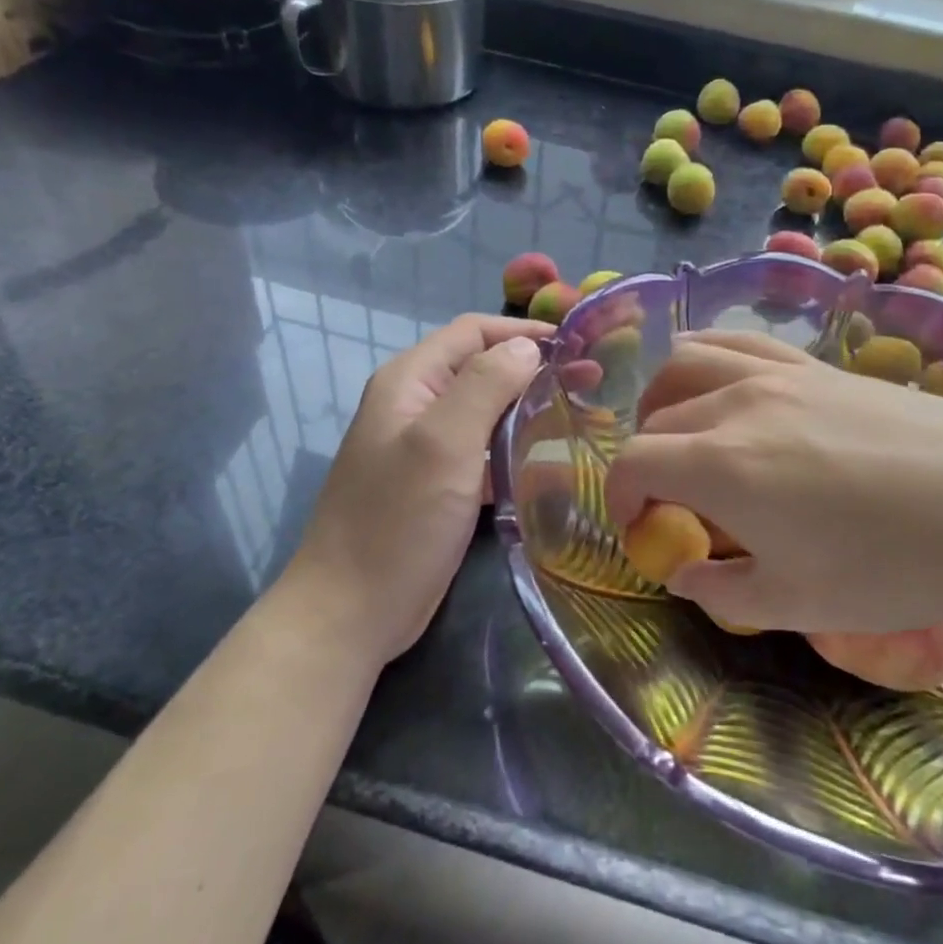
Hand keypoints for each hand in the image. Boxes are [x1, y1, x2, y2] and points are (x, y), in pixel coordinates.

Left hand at [281, 314, 551, 666]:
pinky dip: (516, 451)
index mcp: (410, 381)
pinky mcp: (440, 485)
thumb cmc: (398, 520)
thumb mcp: (444, 443)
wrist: (351, 611)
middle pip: (482, 369)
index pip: (473, 332)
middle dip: (534, 371)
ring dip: (529, 411)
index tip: (578, 347)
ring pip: (487, 413)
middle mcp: (417, 405)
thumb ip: (485, 385)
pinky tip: (551, 465)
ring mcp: (427, 448)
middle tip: (591, 384)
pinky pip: (485, 453)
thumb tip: (527, 347)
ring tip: (581, 419)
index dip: (524, 332)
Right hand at [604, 332, 942, 633]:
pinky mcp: (817, 363)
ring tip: (686, 434)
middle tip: (673, 500)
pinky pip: (740, 342)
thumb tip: (687, 574)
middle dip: (646, 460)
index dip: (622, 499)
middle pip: (657, 415)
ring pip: (688, 359)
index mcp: (720, 463)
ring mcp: (779, 371)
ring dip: (667, 398)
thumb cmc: (896, 565)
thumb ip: (722, 590)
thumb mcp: (798, 604)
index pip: (633, 462)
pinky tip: (733, 393)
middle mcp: (736, 402)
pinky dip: (712, 362)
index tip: (642, 531)